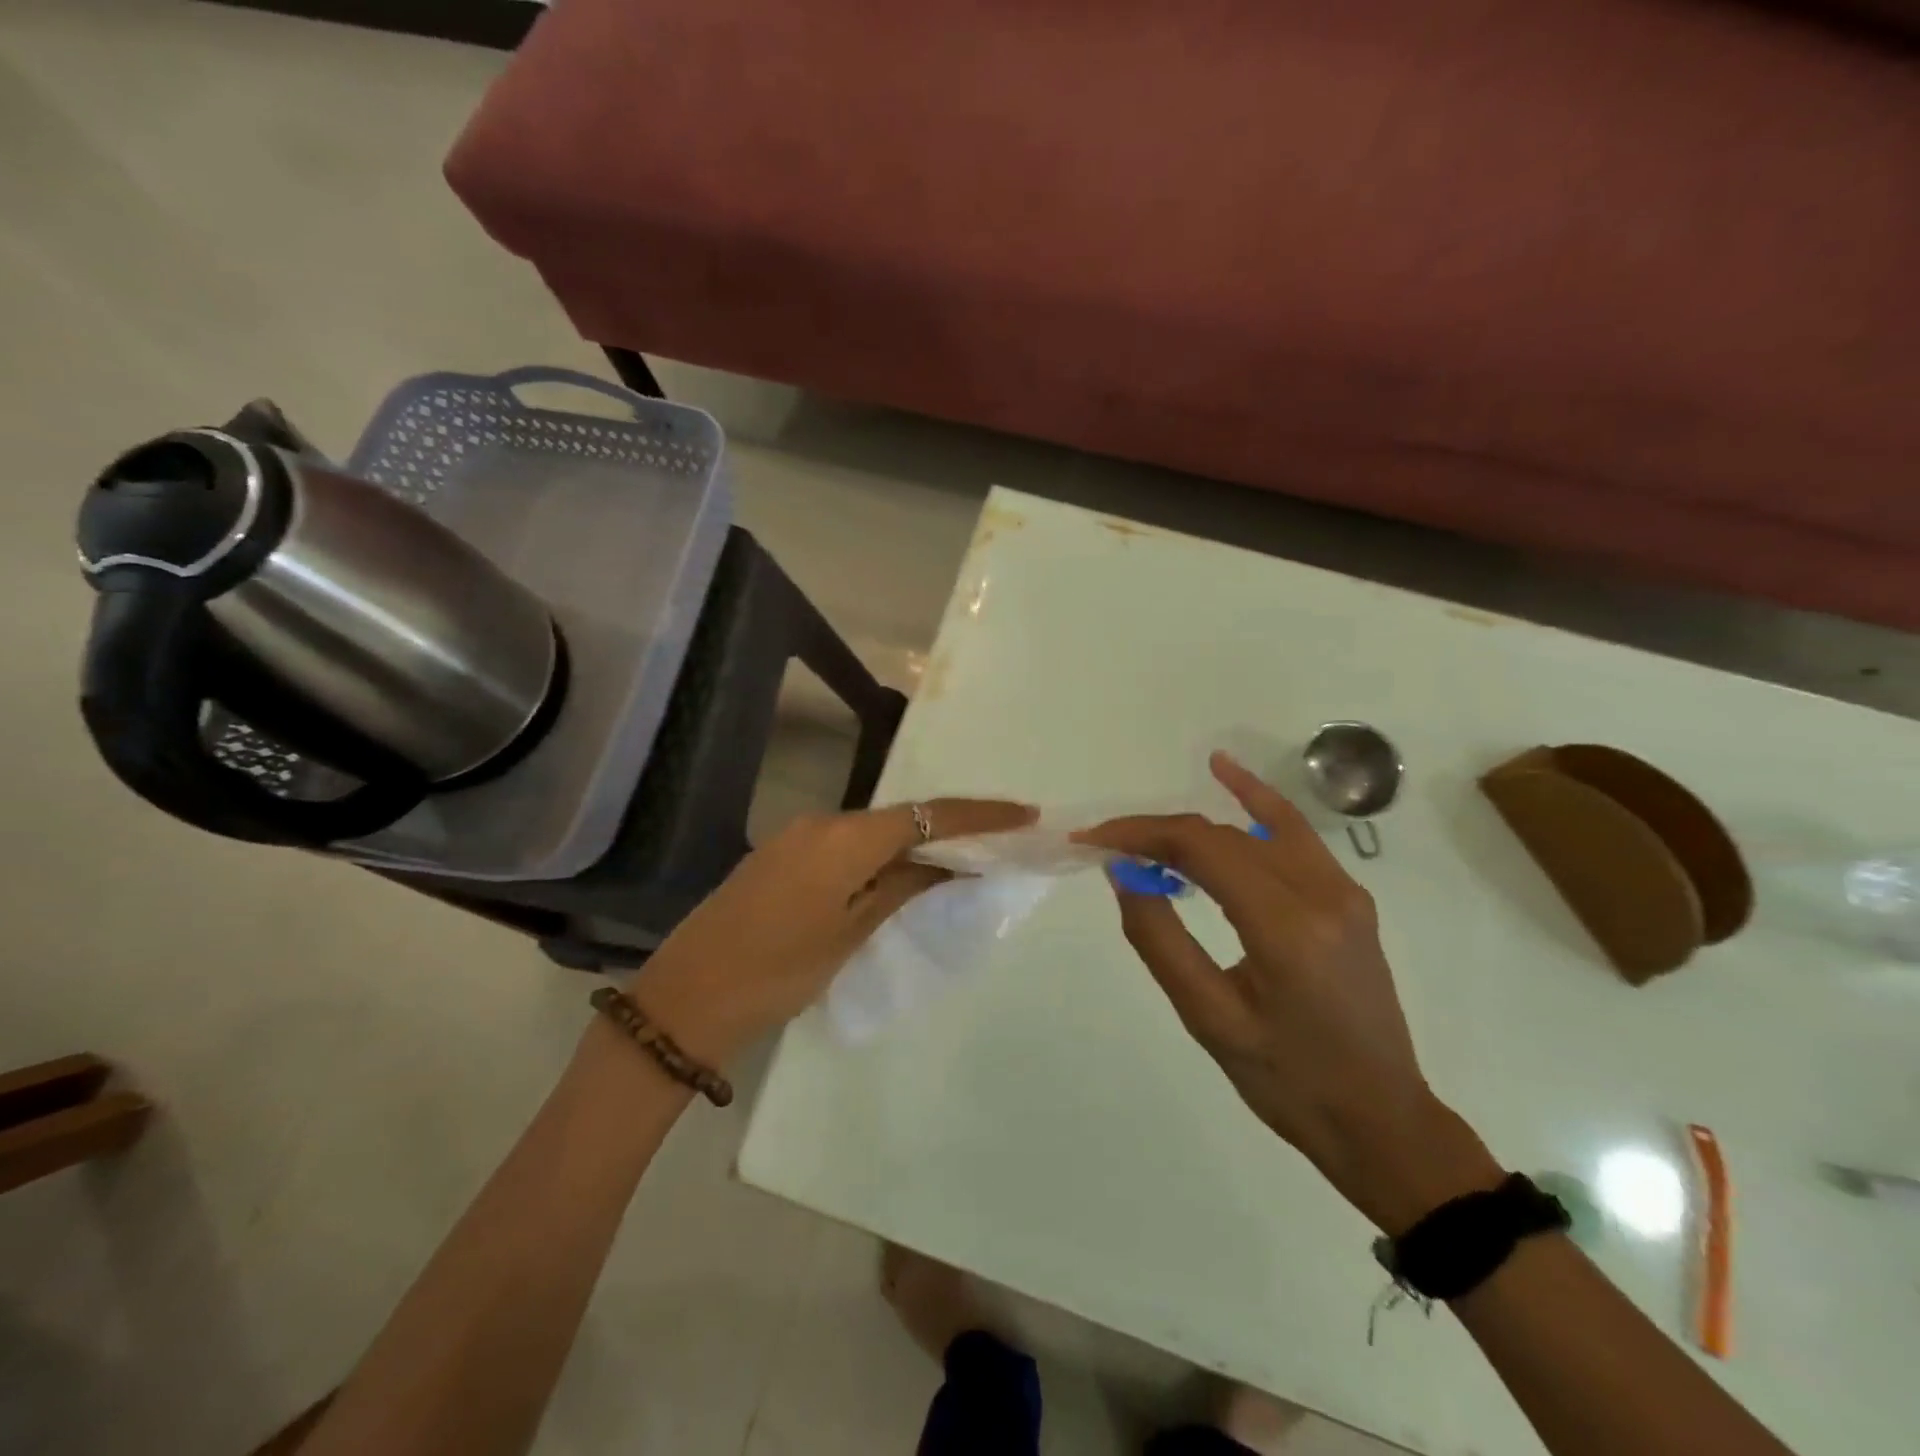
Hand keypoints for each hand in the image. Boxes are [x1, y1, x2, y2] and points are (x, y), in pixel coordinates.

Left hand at [636, 798, 1036, 1063]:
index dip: (979, 815)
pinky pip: (845, 844)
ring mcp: (797, 837)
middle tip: (995, 843)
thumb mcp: (850, 934)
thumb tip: (947, 863)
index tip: (1024, 815)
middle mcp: (822, 822)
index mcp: (844, 838)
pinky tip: (898, 875)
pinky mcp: (781, 856)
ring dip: (914, 843)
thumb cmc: (777, 973)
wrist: (685, 998)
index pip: (927, 815)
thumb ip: (901, 888)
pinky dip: (879, 854)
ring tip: (956, 863)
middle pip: (901, 817)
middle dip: (949, 828)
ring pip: (872, 831)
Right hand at [1077, 752, 1497, 1230]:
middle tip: (1106, 844)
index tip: (1092, 839)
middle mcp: (1321, 892)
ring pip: (1256, 826)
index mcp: (1286, 927)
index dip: (1140, 834)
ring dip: (1195, 820)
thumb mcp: (1209, 1019)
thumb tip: (1123, 873)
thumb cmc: (1288, 1083)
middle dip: (1158, 832)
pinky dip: (1255, 804)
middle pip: (1223, 835)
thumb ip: (1160, 939)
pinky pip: (1294, 835)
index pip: (1200, 849)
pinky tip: (1226, 775)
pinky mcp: (1347, 897)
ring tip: (1143, 826)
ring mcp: (1342, 890)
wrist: (1381, 1120)